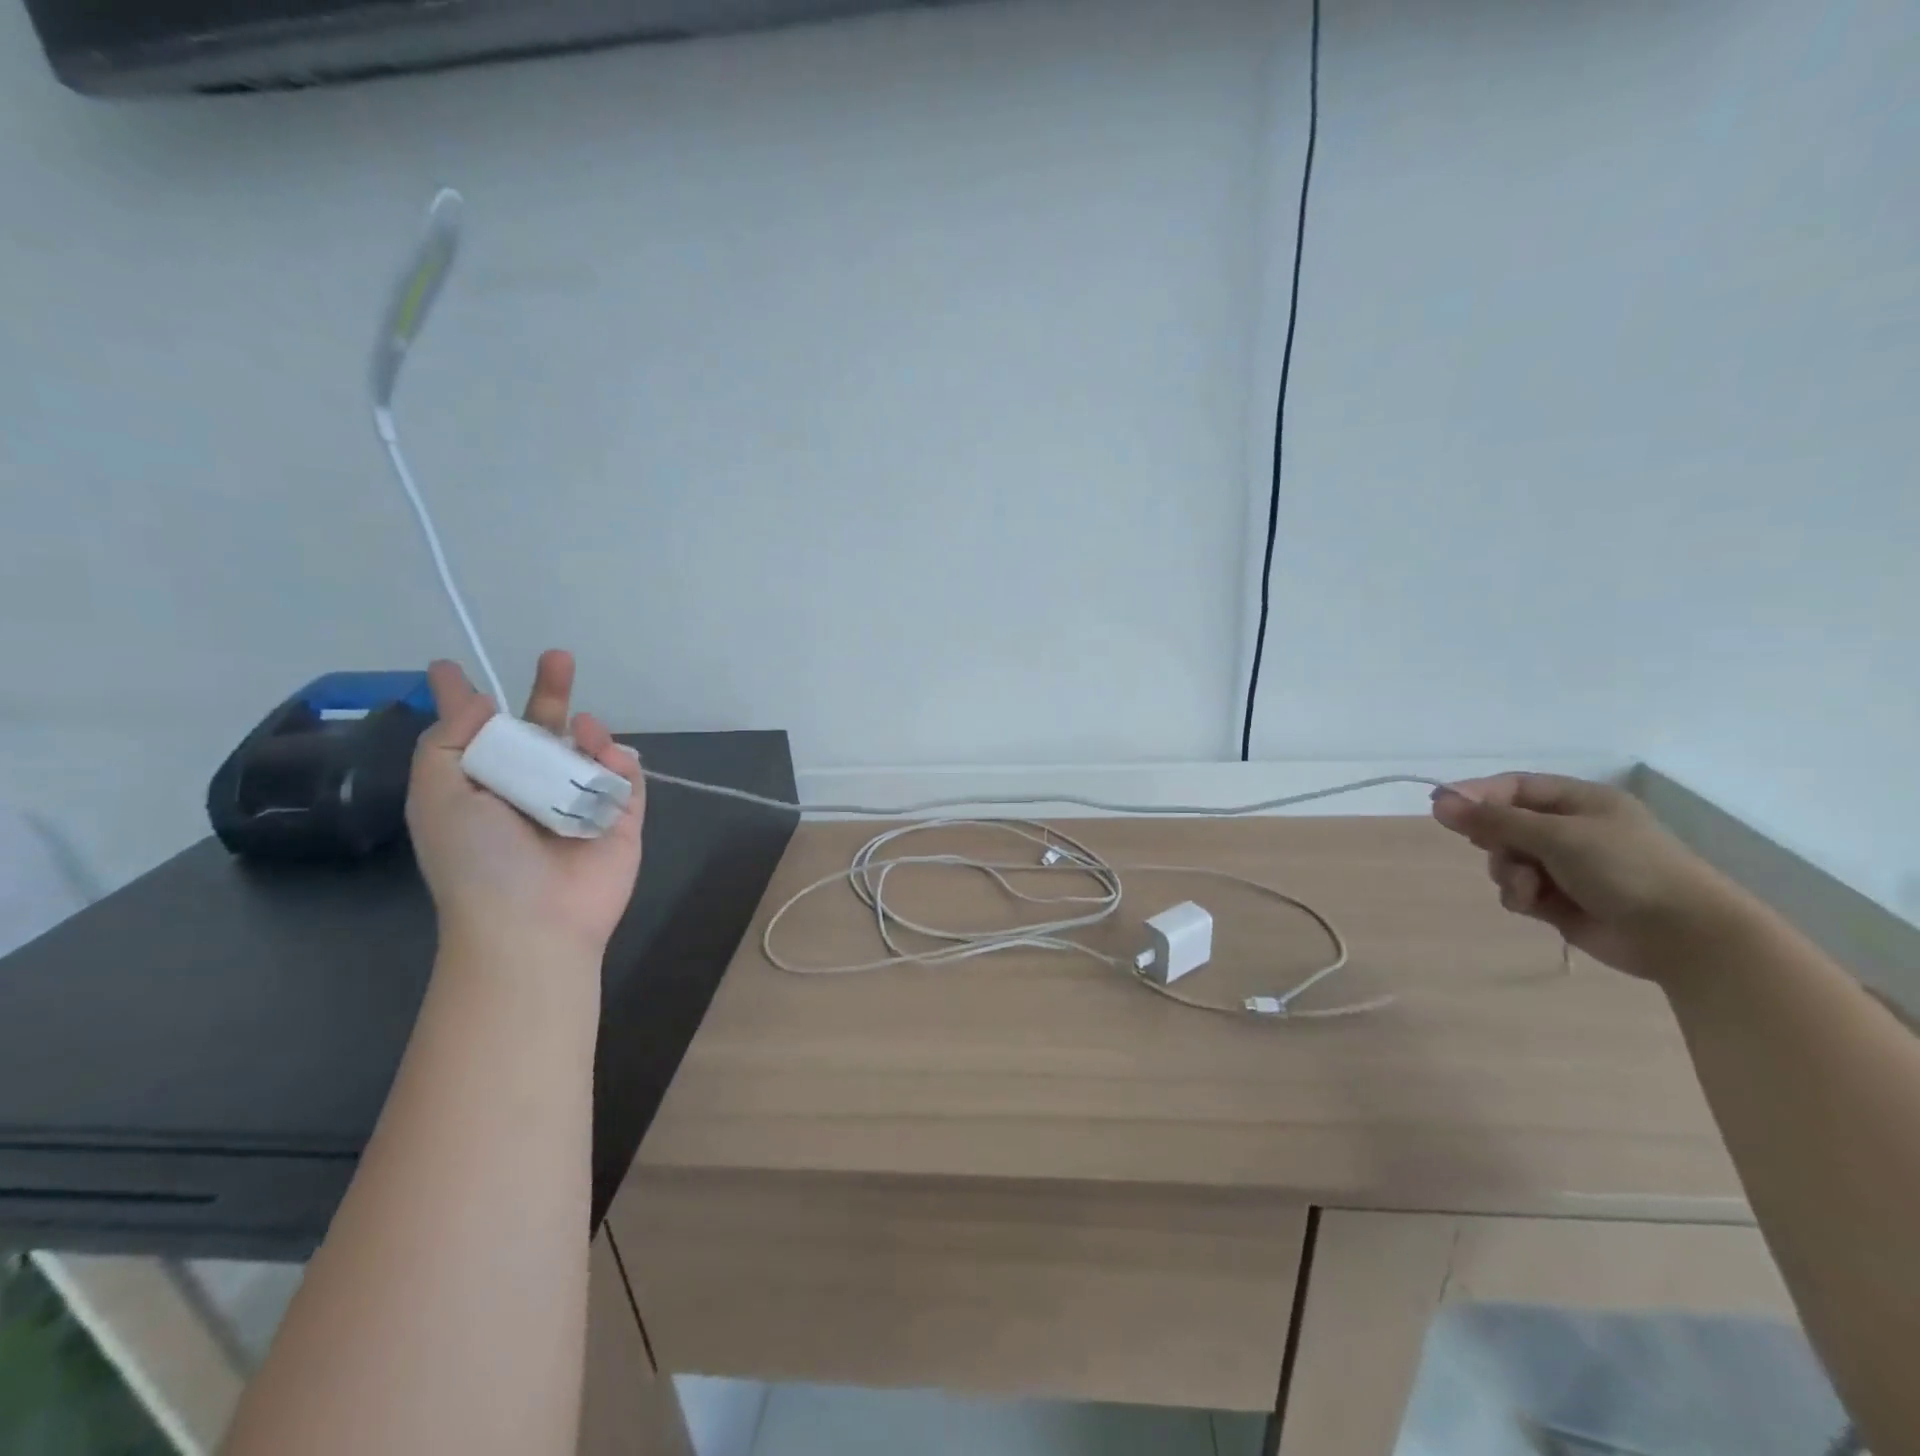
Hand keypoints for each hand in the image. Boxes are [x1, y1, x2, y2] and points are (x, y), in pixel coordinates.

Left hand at [407, 651, 645, 960]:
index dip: (464, 701)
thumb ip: (447, 744)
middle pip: (544, 729)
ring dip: (585, 731)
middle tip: (558, 657)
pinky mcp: (622, 817)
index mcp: (484, 785)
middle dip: (550, 692)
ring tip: (583, 728)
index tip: (447, 667)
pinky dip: (618, 761)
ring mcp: (581, 801)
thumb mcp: (438, 798)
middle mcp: (532, 787)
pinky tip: (608, 756)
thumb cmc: (477, 861)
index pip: (477, 733)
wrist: (533, 922)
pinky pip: (625, 776)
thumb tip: (477, 702)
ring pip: (588, 749)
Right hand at [1431, 773, 1751, 981]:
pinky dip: (1520, 896)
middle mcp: (1572, 830)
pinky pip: (1520, 890)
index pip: (1514, 787)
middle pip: (1505, 824)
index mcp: (1580, 802)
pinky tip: (1534, 905)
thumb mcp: (1557, 835)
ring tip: (1528, 888)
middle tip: (1492, 848)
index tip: (1441, 807)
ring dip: (1507, 872)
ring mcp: (1567, 867)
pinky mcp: (1562, 900)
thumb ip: (1495, 820)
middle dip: (1495, 840)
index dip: (1476, 794)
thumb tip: (1438, 803)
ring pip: (1508, 860)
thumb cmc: (1626, 869)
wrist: (1684, 936)